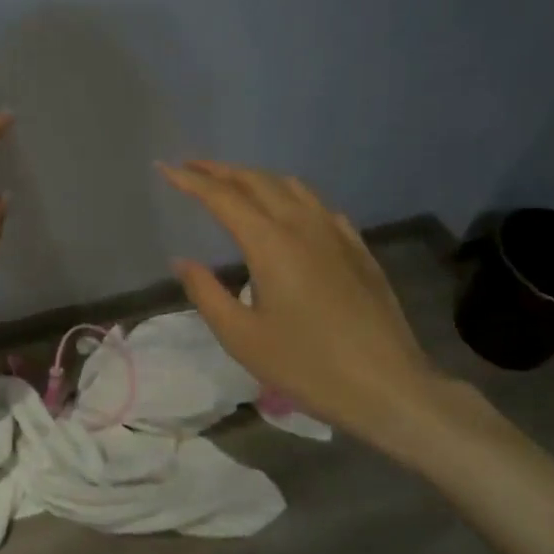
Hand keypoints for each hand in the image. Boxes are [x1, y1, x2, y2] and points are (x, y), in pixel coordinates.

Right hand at [157, 159, 462, 449]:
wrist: (388, 386)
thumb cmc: (307, 366)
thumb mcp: (242, 338)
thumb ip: (206, 293)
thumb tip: (182, 261)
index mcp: (271, 243)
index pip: (222, 197)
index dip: (191, 180)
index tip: (164, 167)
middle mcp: (303, 225)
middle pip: (257, 182)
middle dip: (220, 170)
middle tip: (192, 167)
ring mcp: (336, 234)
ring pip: (291, 187)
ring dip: (256, 178)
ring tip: (234, 184)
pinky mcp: (358, 249)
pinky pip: (319, 205)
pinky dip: (291, 195)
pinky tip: (289, 210)